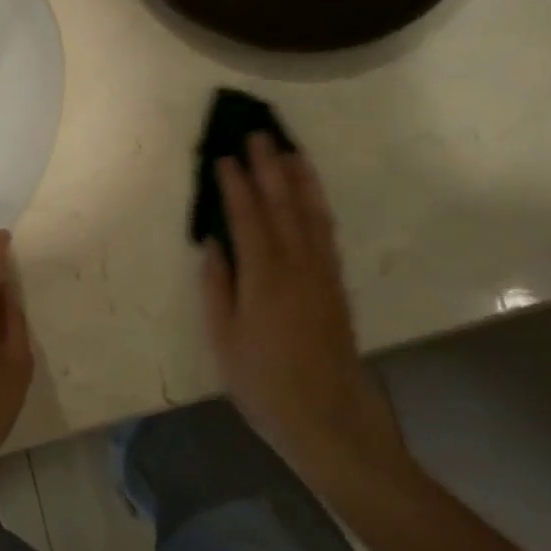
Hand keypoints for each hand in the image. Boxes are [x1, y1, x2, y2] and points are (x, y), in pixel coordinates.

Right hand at [203, 135, 414, 486]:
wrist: (328, 417)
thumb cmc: (264, 383)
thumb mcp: (224, 339)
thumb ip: (218, 286)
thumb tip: (214, 243)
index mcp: (263, 276)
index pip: (247, 217)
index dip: (235, 185)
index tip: (224, 156)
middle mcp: (296, 264)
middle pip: (281, 204)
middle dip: (268, 166)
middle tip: (257, 134)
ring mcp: (321, 272)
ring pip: (309, 212)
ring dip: (298, 177)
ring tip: (288, 149)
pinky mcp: (336, 283)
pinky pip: (325, 231)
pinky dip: (317, 204)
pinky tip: (311, 194)